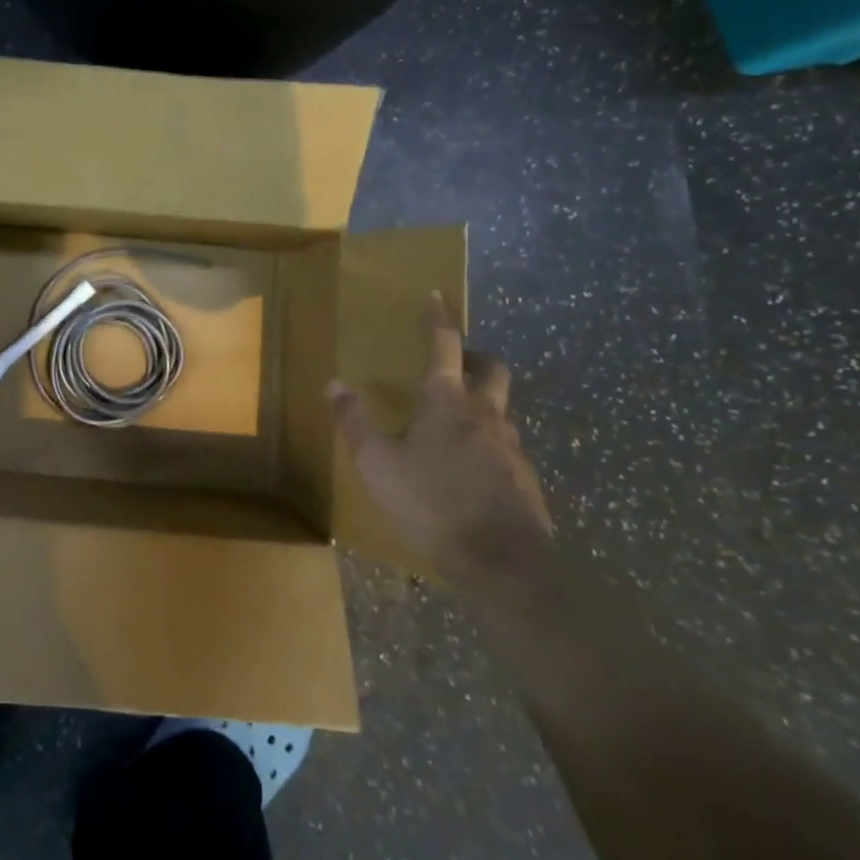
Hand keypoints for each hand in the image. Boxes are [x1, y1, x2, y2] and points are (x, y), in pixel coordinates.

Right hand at [327, 294, 551, 590]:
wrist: (503, 563)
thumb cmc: (430, 502)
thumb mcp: (376, 463)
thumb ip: (355, 422)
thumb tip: (333, 383)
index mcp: (445, 400)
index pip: (443, 344)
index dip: (437, 318)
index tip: (436, 295)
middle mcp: (483, 413)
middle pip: (490, 368)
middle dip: (474, 357)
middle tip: (455, 363)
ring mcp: (510, 446)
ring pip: (501, 408)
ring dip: (483, 402)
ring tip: (458, 421)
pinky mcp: (525, 478)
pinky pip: (506, 446)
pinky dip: (490, 442)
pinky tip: (472, 468)